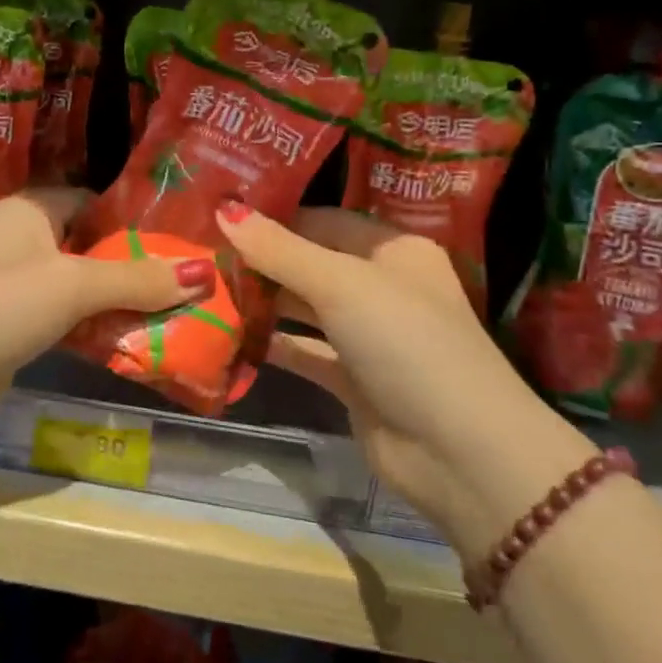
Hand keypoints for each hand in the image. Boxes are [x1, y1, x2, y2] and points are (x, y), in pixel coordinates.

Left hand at [0, 190, 213, 442]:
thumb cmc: (3, 303)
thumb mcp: (76, 284)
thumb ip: (138, 279)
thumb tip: (205, 275)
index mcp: (31, 209)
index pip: (93, 202)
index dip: (134, 220)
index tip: (179, 242)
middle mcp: (21, 239)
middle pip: (90, 246)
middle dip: (133, 266)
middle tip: (184, 282)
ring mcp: (13, 283)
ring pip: (79, 285)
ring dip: (116, 301)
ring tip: (170, 313)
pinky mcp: (12, 324)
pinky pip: (65, 317)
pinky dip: (93, 327)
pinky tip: (130, 341)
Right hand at [216, 205, 594, 557]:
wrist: (460, 453)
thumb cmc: (407, 342)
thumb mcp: (341, 285)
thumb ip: (280, 250)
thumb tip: (223, 209)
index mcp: (392, 250)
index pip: (323, 220)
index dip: (273, 216)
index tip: (218, 212)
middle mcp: (381, 286)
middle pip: (310, 262)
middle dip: (261, 259)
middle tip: (200, 250)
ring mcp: (367, 335)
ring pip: (304, 307)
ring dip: (262, 300)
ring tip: (204, 286)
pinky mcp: (353, 378)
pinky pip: (304, 350)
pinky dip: (272, 343)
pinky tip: (227, 333)